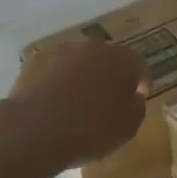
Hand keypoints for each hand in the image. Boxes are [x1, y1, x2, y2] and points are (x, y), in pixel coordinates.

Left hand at [7, 38, 150, 169]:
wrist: (35, 129)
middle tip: (106, 100)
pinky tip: (52, 103)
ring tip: (76, 103)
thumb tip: (132, 97)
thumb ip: (136, 107)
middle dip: (109, 76)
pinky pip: (54, 71)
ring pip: (78, 62)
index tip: (139, 97)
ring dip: (81, 76)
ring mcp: (61, 51)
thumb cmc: (90, 130)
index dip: (141, 83)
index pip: (138, 66)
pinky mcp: (35, 61)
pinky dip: (57, 82)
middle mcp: (92, 47)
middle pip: (107, 59)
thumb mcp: (127, 127)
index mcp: (121, 60)